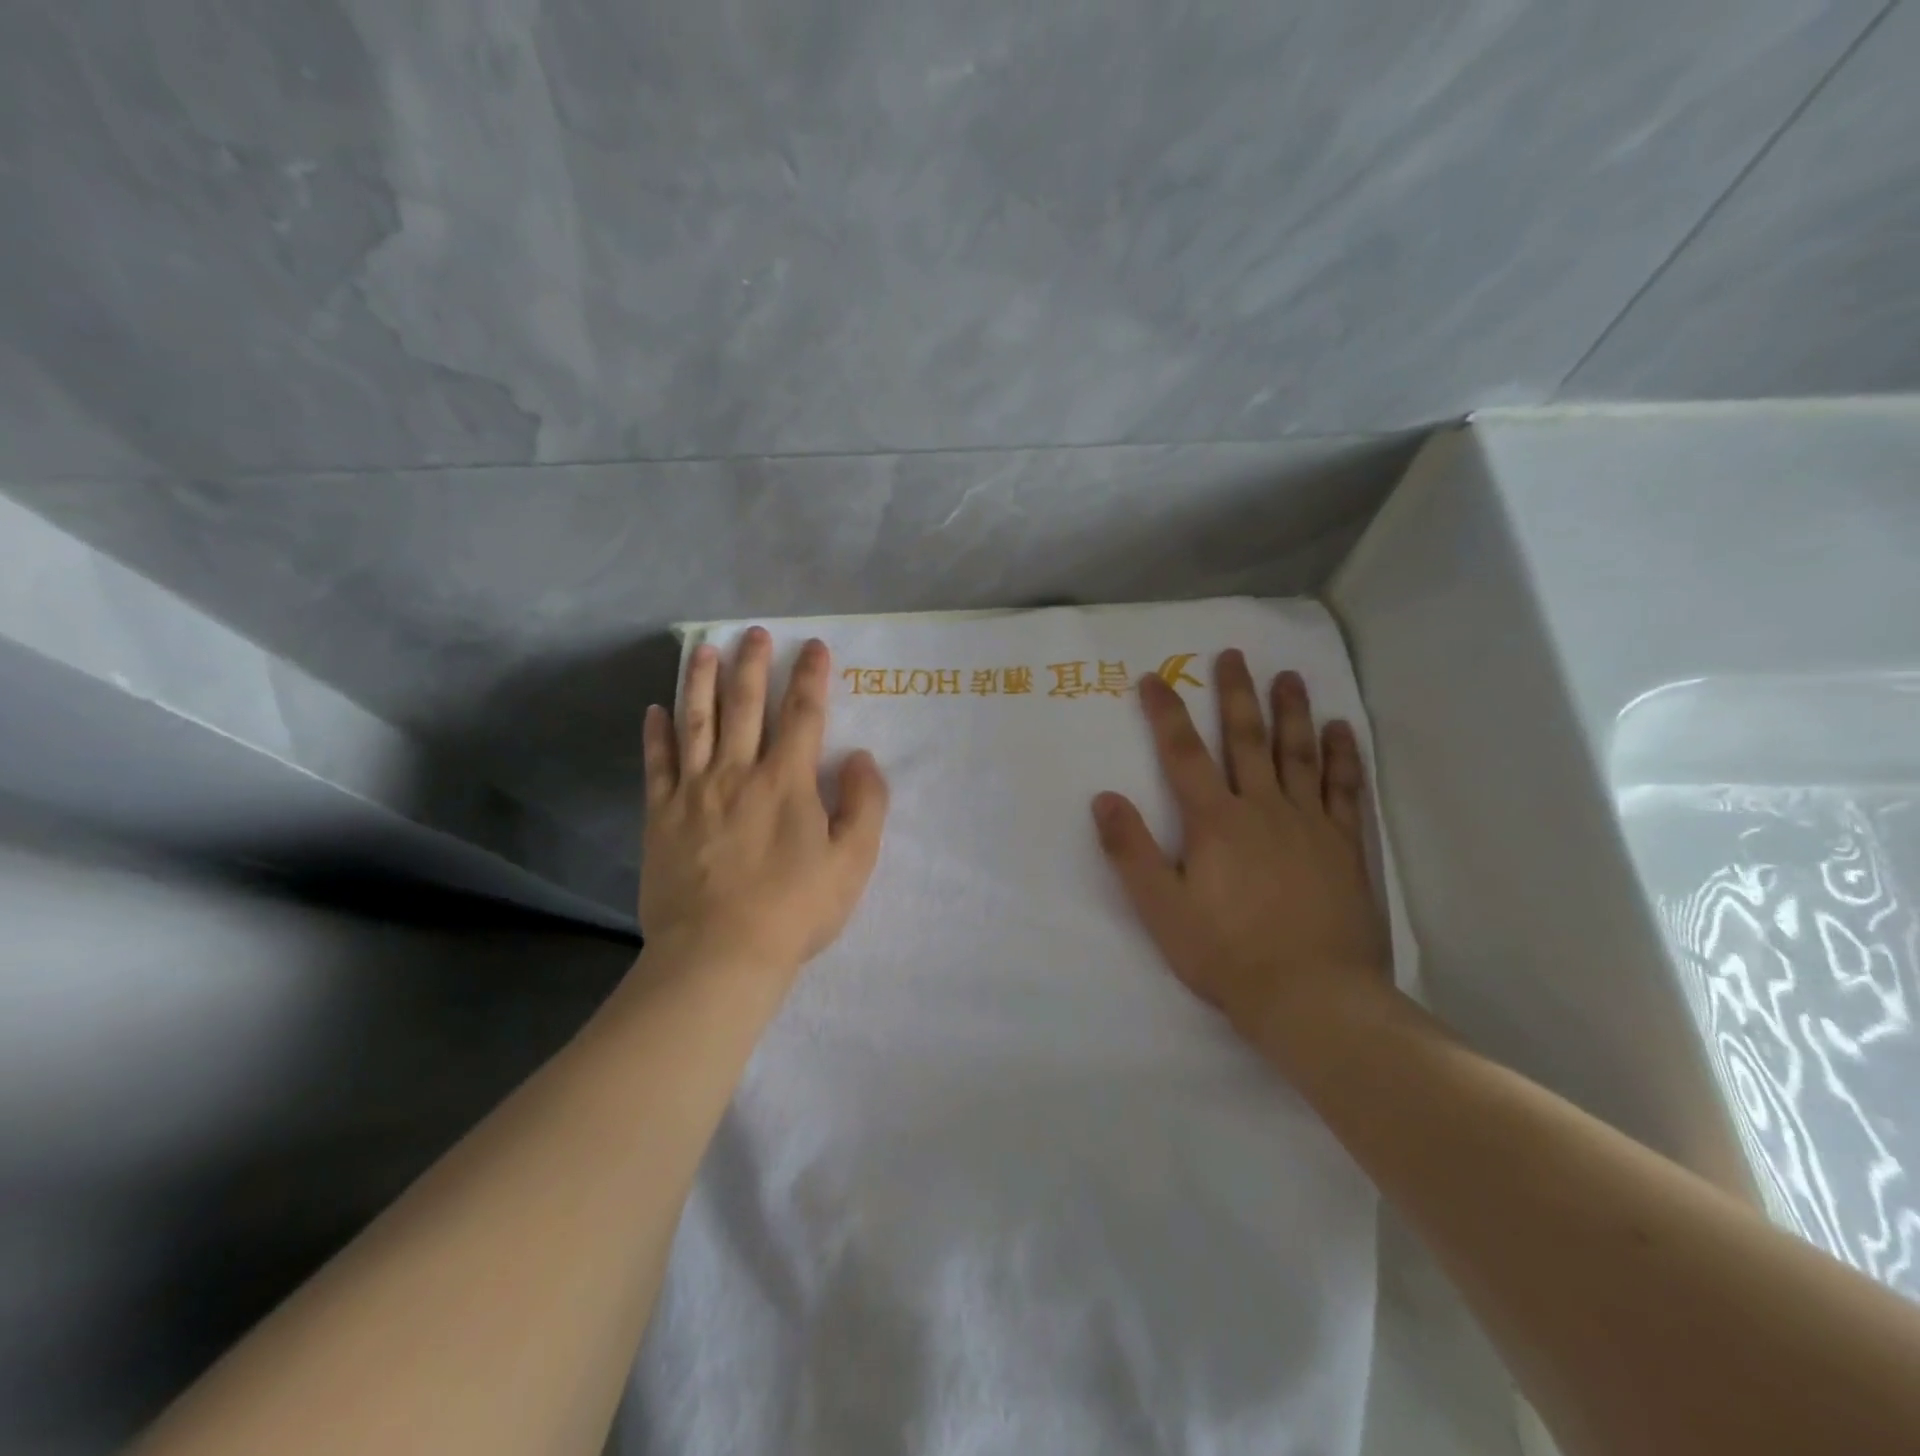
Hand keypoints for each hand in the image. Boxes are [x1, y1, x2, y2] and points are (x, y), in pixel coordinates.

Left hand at [639, 629, 889, 981]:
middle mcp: (739, 772)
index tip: (814, 646)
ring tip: (705, 649)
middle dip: (754, 664)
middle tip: (755, 633)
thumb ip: (866, 804)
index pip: (804, 713)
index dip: (811, 676)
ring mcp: (694, 791)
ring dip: (703, 681)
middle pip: (746, 705)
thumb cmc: (794, 910)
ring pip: (698, 722)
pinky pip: (657, 765)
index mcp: (787, 781)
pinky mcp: (662, 816)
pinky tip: (654, 711)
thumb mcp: (853, 862)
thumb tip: (861, 758)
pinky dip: (656, 735)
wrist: (718, 955)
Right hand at [1092, 650, 1393, 1067]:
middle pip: (1246, 738)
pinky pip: (1345, 790)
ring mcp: (1310, 824)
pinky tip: (1340, 730)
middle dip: (1235, 694)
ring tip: (1289, 676)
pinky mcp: (1346, 846)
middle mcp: (1263, 808)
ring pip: (1298, 754)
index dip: (1165, 713)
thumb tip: (1103, 798)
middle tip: (1232, 655)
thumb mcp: (1160, 909)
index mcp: (1215, 821)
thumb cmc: (1227, 954)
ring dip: (1291, 711)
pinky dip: (1342, 756)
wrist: (1313, 997)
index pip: (1182, 753)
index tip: (1154, 678)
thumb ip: (1130, 851)